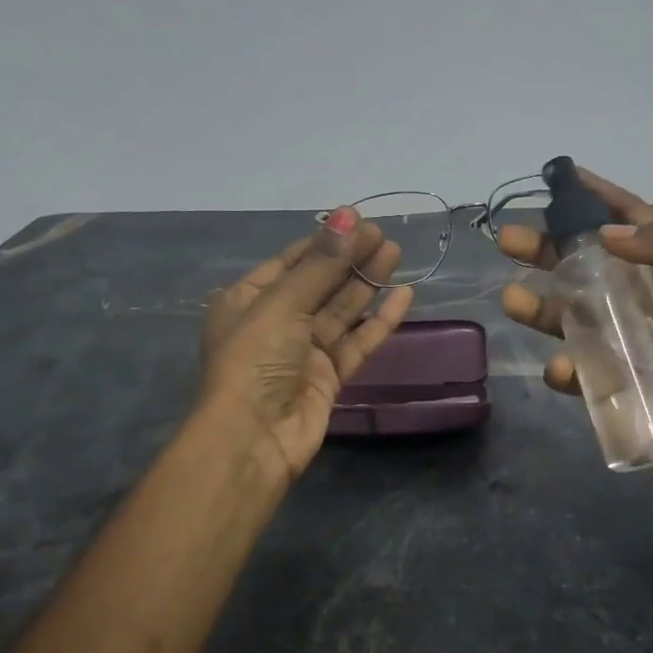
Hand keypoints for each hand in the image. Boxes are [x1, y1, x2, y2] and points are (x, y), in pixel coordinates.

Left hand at [200, 208, 414, 483]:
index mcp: (248, 300)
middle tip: (384, 235)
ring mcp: (303, 352)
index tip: (357, 220)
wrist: (252, 439)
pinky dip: (379, 320)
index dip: (324, 241)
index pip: (290, 262)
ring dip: (366, 283)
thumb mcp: (283, 303)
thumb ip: (321, 264)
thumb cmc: (254, 360)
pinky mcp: (328, 378)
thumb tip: (349, 214)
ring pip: (341, 310)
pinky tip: (404, 296)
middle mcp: (275, 323)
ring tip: (395, 253)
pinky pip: (357, 342)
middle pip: (319, 283)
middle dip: (349, 258)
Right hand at [498, 168, 652, 528]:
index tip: (560, 177)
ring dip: (541, 306)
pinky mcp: (617, 387)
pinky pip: (581, 371)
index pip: (632, 221)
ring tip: (513, 300)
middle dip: (547, 250)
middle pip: (587, 266)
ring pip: (573, 316)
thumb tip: (608, 232)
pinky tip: (563, 370)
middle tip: (508, 239)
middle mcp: (647, 302)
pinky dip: (567, 368)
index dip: (597, 197)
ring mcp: (628, 346)